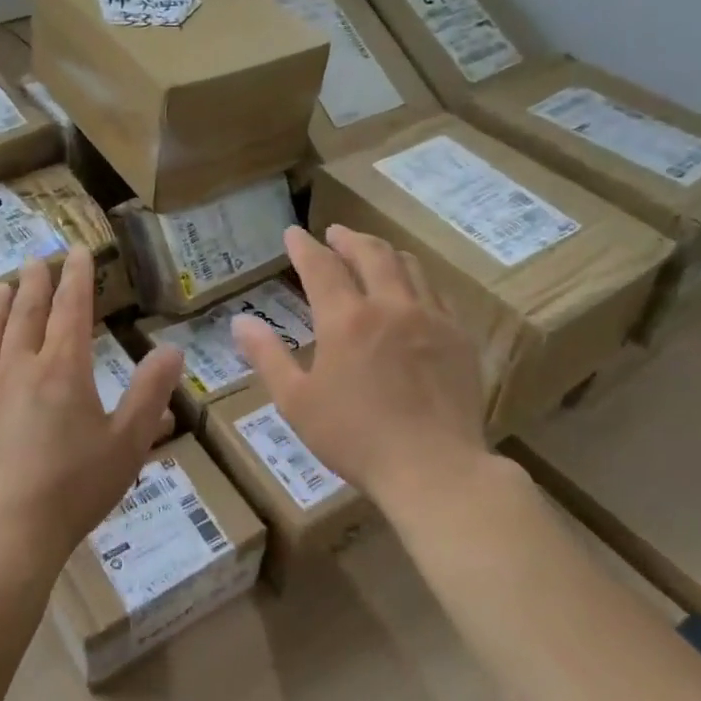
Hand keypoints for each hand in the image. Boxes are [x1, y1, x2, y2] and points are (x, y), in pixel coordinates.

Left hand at [0, 247, 183, 582]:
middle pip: (27, 315)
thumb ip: (150, 393)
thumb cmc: (73, 488)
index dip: (76, 278)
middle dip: (35, 284)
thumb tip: (172, 349)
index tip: (76, 251)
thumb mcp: (127, 444)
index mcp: (63, 370)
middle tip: (36, 259)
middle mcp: (19, 368)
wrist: (3, 533)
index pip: (71, 310)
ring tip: (1, 286)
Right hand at [232, 225, 490, 507]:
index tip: (293, 233)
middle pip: (370, 253)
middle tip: (335, 233)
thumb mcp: (296, 402)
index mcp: (345, 319)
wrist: (434, 468)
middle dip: (348, 238)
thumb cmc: (355, 438)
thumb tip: (240, 322)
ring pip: (409, 266)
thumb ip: (267, 356)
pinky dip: (417, 279)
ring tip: (373, 252)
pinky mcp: (459, 337)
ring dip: (384, 252)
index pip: (320, 266)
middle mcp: (389, 305)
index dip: (303, 247)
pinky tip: (414, 291)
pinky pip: (437, 292)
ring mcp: (430, 317)